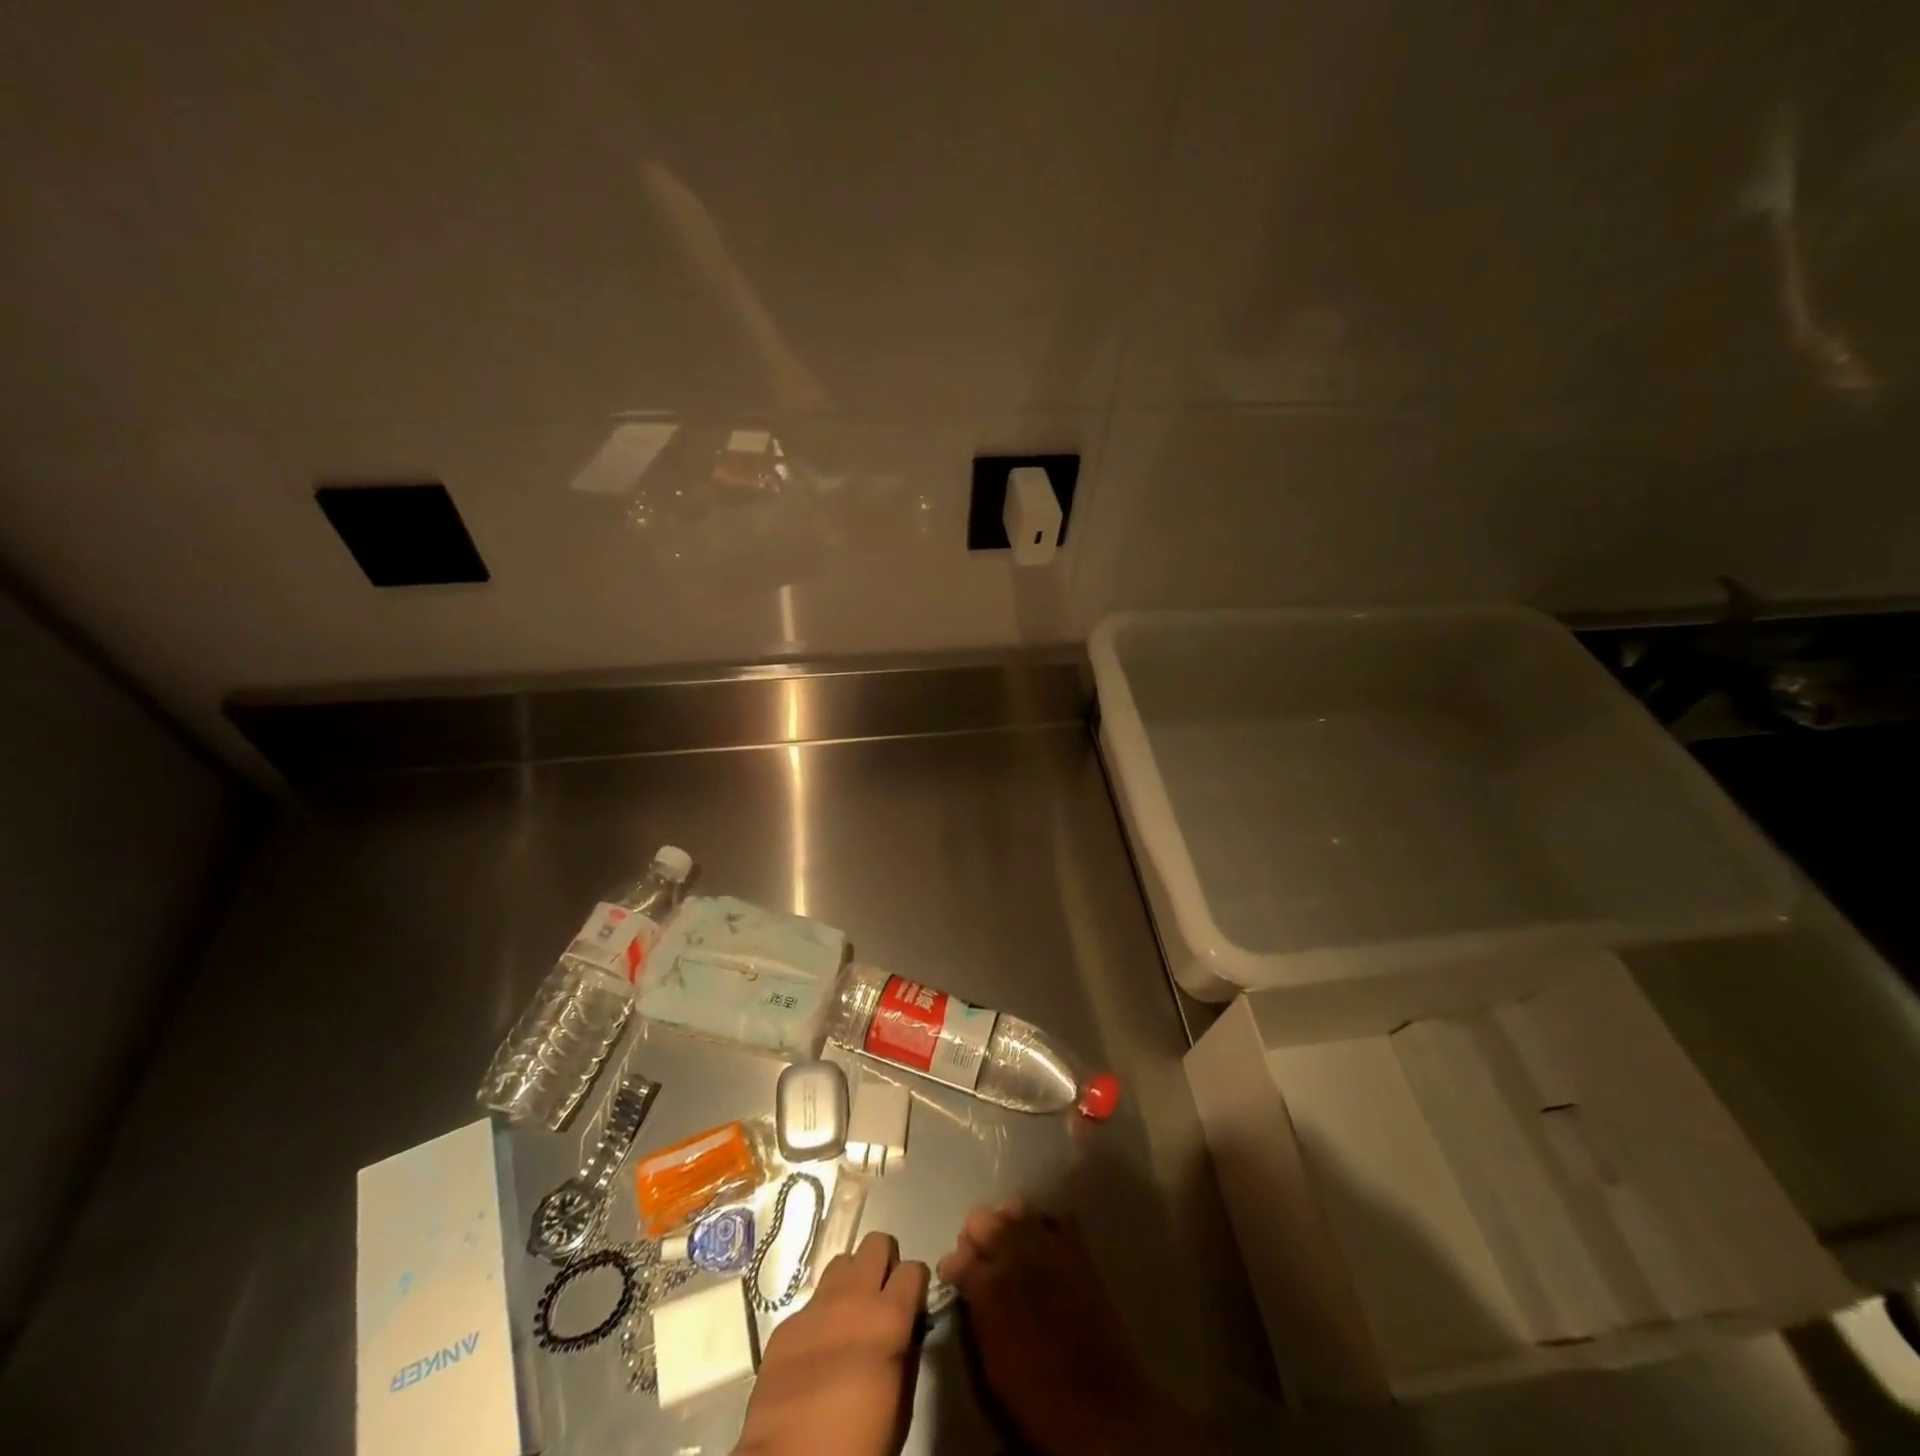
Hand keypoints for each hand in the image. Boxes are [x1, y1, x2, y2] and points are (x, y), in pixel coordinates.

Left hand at [734, 1230, 929, 1455]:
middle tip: (882, 1297)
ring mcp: (815, 1308)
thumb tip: (907, 1331)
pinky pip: (811, 1304)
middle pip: (875, 1243)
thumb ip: (906, 1356)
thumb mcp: (900, 1408)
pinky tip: (816, 1351)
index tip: (913, 1303)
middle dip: (884, 1263)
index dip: (916, 1284)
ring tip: (849, 1316)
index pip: (913, 1268)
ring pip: (841, 1263)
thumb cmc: (857, 1448)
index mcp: (888, 1319)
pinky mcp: (785, 1325)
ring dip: (851, 1282)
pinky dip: (820, 1317)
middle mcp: (853, 1298)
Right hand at [937, 1200, 1195, 1455]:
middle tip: (983, 1262)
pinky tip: (1046, 1249)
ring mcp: (1047, 1244)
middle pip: (980, 1219)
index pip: (955, 1256)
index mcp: (986, 1284)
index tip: (956, 1278)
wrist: (1099, 1406)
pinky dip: (1047, 1228)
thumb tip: (969, 1287)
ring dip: (1009, 1225)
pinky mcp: (1077, 1248)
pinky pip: (1056, 1220)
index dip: (953, 1268)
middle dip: (976, 1238)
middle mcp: (1012, 1252)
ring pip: (1016, 1208)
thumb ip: (976, 1312)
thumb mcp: (990, 1362)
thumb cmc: (1037, 1396)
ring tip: (1013, 1248)